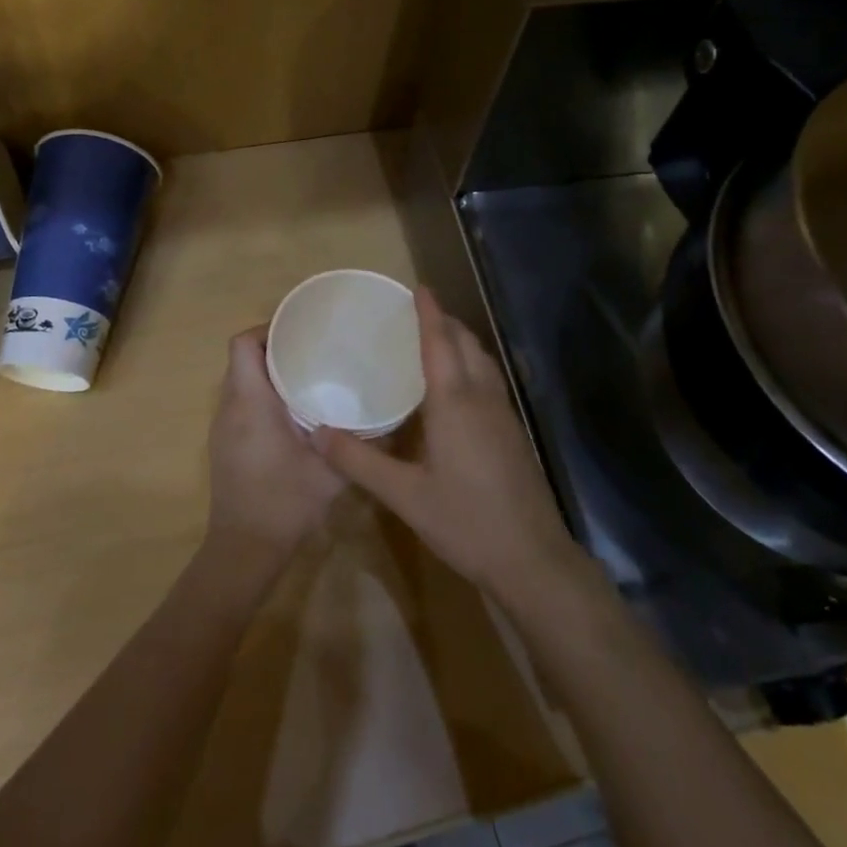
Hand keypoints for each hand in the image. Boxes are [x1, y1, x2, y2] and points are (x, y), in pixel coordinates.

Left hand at [207, 326, 346, 561]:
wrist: (245, 548)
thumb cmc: (285, 503)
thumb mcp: (332, 472)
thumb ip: (360, 442)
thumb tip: (392, 418)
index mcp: (251, 403)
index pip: (243, 344)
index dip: (268, 329)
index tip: (301, 331)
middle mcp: (230, 408)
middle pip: (242, 358)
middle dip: (274, 347)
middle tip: (314, 349)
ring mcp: (223, 427)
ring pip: (240, 380)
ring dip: (268, 372)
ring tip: (309, 374)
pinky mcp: (225, 443)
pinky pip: (240, 403)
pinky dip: (262, 395)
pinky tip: (294, 411)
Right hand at [313, 288, 584, 601]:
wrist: (531, 558)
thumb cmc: (465, 522)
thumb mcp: (404, 495)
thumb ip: (359, 461)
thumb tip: (315, 433)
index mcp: (455, 403)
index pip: (440, 343)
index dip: (429, 313)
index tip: (417, 288)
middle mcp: (483, 399)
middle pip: (467, 345)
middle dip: (445, 322)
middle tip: (416, 314)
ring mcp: (504, 415)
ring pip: (483, 362)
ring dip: (461, 343)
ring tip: (434, 342)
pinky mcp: (513, 434)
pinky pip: (490, 382)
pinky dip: (471, 366)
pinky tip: (455, 389)